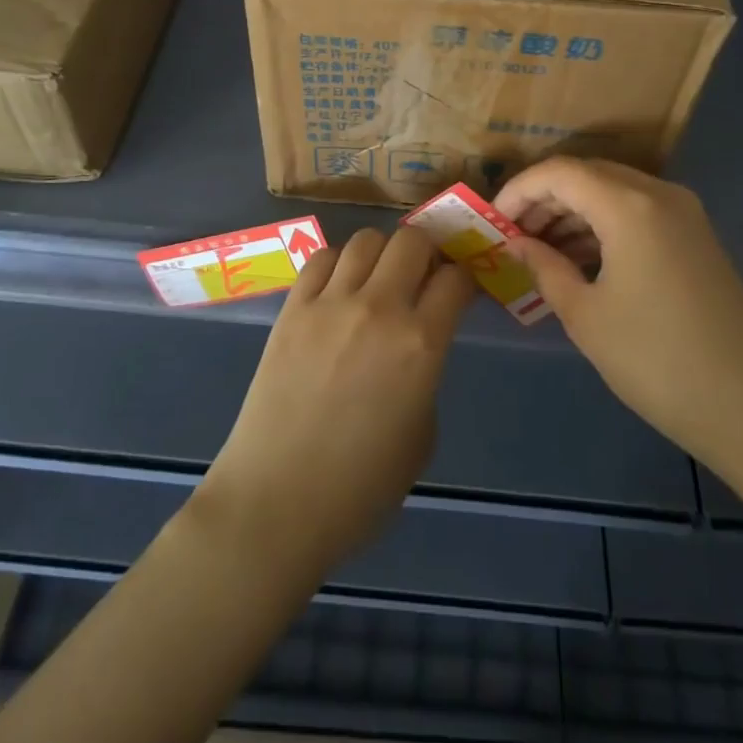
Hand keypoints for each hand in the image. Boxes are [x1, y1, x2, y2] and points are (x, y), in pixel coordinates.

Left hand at [195, 226, 475, 576]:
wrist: (277, 503)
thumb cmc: (361, 488)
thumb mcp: (422, 433)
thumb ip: (427, 374)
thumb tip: (418, 345)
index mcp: (421, 344)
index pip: (456, 278)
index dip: (465, 278)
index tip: (462, 289)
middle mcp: (379, 308)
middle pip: (413, 240)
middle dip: (428, 252)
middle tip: (423, 277)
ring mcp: (330, 303)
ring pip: (366, 239)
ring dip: (382, 253)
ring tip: (378, 279)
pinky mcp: (292, 308)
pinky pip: (321, 258)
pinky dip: (338, 263)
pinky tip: (339, 288)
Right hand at [493, 158, 742, 478]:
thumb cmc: (657, 360)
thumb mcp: (586, 315)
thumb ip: (544, 267)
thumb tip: (515, 243)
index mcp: (629, 205)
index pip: (559, 172)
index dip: (519, 190)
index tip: (492, 222)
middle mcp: (659, 194)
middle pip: (587, 175)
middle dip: (544, 199)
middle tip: (512, 237)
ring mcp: (684, 214)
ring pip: (613, 192)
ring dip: (573, 212)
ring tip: (539, 251)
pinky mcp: (696, 237)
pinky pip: (637, 212)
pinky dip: (603, 225)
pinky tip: (580, 259)